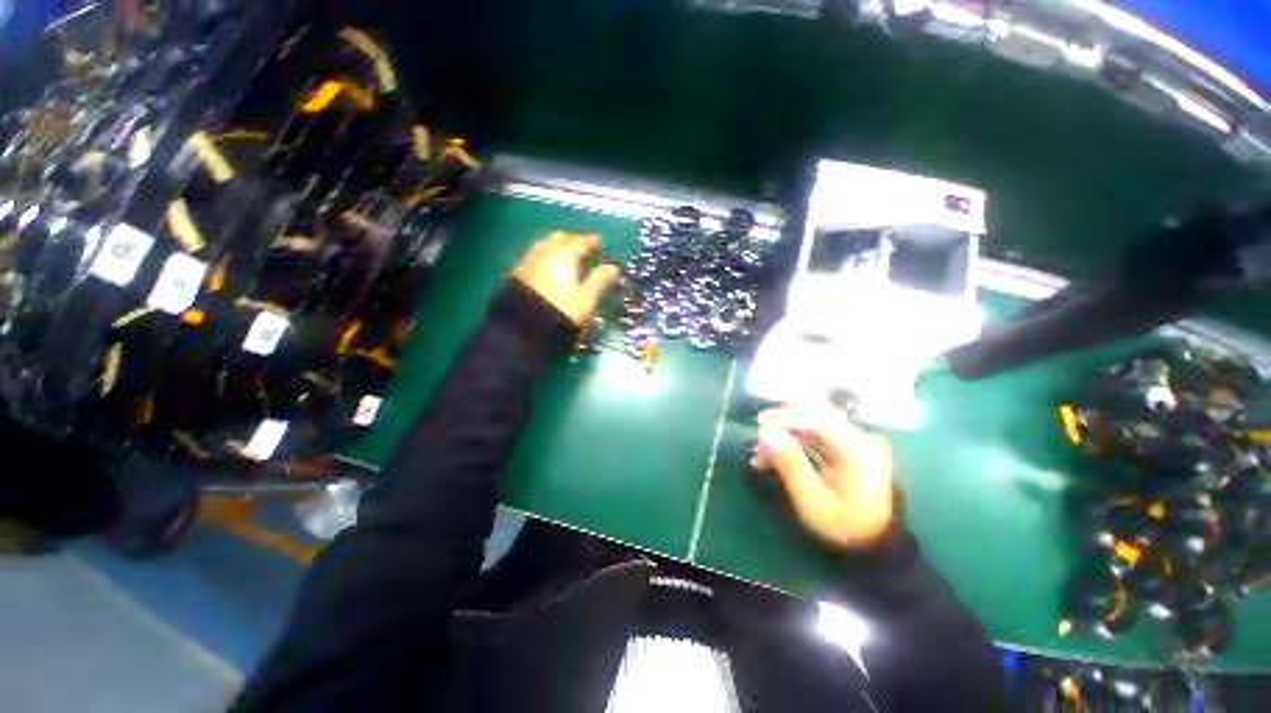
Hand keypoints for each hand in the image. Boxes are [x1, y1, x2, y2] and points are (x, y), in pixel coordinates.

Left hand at [513, 233, 619, 325]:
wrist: (523, 327)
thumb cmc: (562, 310)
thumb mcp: (586, 298)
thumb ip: (599, 281)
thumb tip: (612, 267)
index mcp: (564, 255)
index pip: (580, 243)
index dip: (591, 241)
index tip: (599, 241)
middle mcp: (544, 253)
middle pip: (558, 239)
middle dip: (570, 240)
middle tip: (580, 245)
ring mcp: (527, 263)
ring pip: (542, 247)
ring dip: (554, 247)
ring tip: (562, 255)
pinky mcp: (516, 276)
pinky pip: (532, 260)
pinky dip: (543, 259)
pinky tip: (545, 269)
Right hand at [751, 406, 894, 549]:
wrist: (874, 544)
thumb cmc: (843, 524)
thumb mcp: (812, 499)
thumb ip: (790, 462)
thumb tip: (766, 434)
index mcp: (858, 449)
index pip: (816, 419)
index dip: (785, 418)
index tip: (759, 423)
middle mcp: (861, 438)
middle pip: (815, 419)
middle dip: (783, 427)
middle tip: (758, 439)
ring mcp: (858, 442)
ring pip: (814, 428)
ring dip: (786, 437)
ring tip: (762, 454)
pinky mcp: (852, 448)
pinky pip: (819, 438)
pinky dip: (797, 444)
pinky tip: (776, 457)